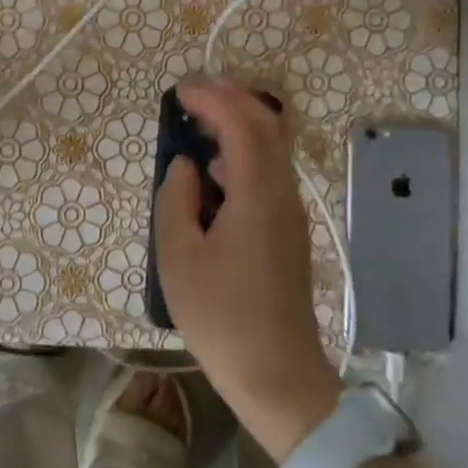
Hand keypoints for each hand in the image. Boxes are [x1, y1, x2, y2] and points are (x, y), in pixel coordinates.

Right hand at [153, 77, 341, 461]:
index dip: (213, 99)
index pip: (243, 125)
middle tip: (192, 96)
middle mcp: (283, 194)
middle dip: (232, 101)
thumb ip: (176, 199)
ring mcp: (291, 213)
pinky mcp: (289, 231)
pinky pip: (270, 174)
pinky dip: (244, 154)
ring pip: (272, 149)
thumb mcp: (178, 256)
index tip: (180, 92)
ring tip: (198, 126)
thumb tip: (186, 166)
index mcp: (257, 196)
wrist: (276, 374)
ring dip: (239, 126)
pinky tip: (214, 173)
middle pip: (268, 127)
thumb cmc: (220, 316)